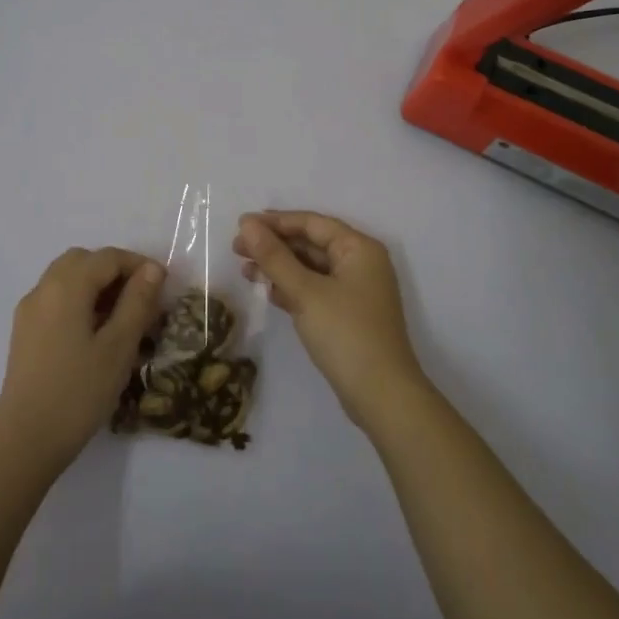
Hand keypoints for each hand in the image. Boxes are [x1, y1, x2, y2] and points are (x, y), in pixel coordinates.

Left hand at [0, 247, 164, 474]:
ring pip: (67, 279)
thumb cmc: (78, 393)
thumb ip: (137, 302)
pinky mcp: (24, 333)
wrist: (25, 442)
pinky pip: (56, 300)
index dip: (138, 265)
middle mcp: (42, 290)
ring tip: (124, 318)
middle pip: (83, 261)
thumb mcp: (118, 347)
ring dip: (97, 286)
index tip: (164, 287)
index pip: (107, 257)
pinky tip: (97, 335)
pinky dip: (80, 302)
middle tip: (142, 299)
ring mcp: (29, 312)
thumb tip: (151, 269)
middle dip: (115, 272)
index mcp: (65, 287)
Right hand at [234, 211, 426, 432]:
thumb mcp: (305, 292)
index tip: (241, 225)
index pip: (312, 223)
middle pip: (311, 244)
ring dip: (278, 267)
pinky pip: (314, 289)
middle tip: (237, 248)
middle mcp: (360, 263)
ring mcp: (355, 291)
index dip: (275, 221)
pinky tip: (266, 291)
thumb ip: (275, 257)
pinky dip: (291, 288)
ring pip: (310, 268)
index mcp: (359, 248)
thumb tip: (247, 225)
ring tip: (245, 270)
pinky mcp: (347, 315)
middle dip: (274, 245)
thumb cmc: (345, 334)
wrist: (381, 396)